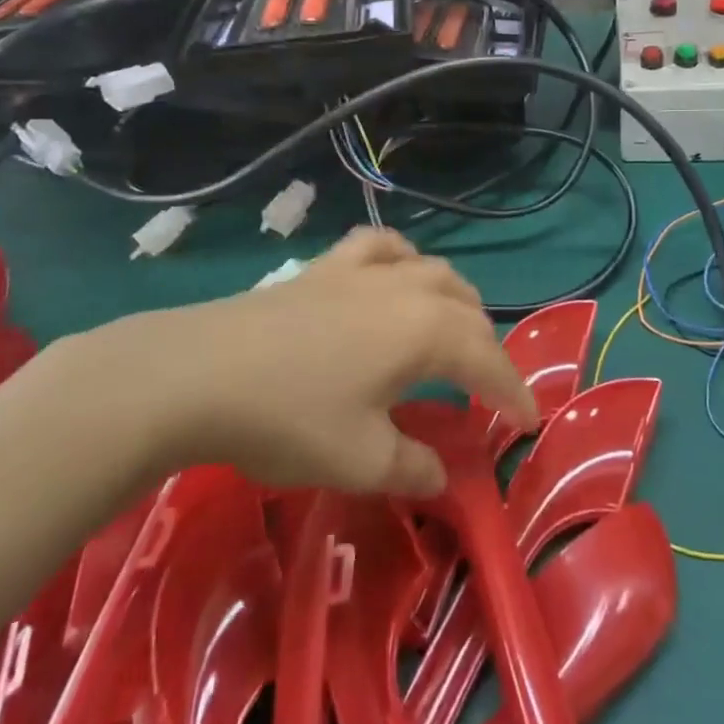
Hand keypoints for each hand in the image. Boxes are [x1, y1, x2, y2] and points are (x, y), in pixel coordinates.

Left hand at [51, 228, 533, 497]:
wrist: (195, 374)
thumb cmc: (289, 418)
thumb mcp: (361, 460)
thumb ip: (414, 467)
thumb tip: (442, 475)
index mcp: (427, 331)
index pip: (488, 361)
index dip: (513, 393)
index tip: (528, 423)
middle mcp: (407, 289)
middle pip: (468, 310)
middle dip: (487, 348)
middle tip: (486, 389)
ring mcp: (364, 271)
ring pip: (433, 271)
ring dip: (456, 300)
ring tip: (454, 329)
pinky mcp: (325, 267)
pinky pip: (380, 248)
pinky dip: (402, 259)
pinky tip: (396, 272)